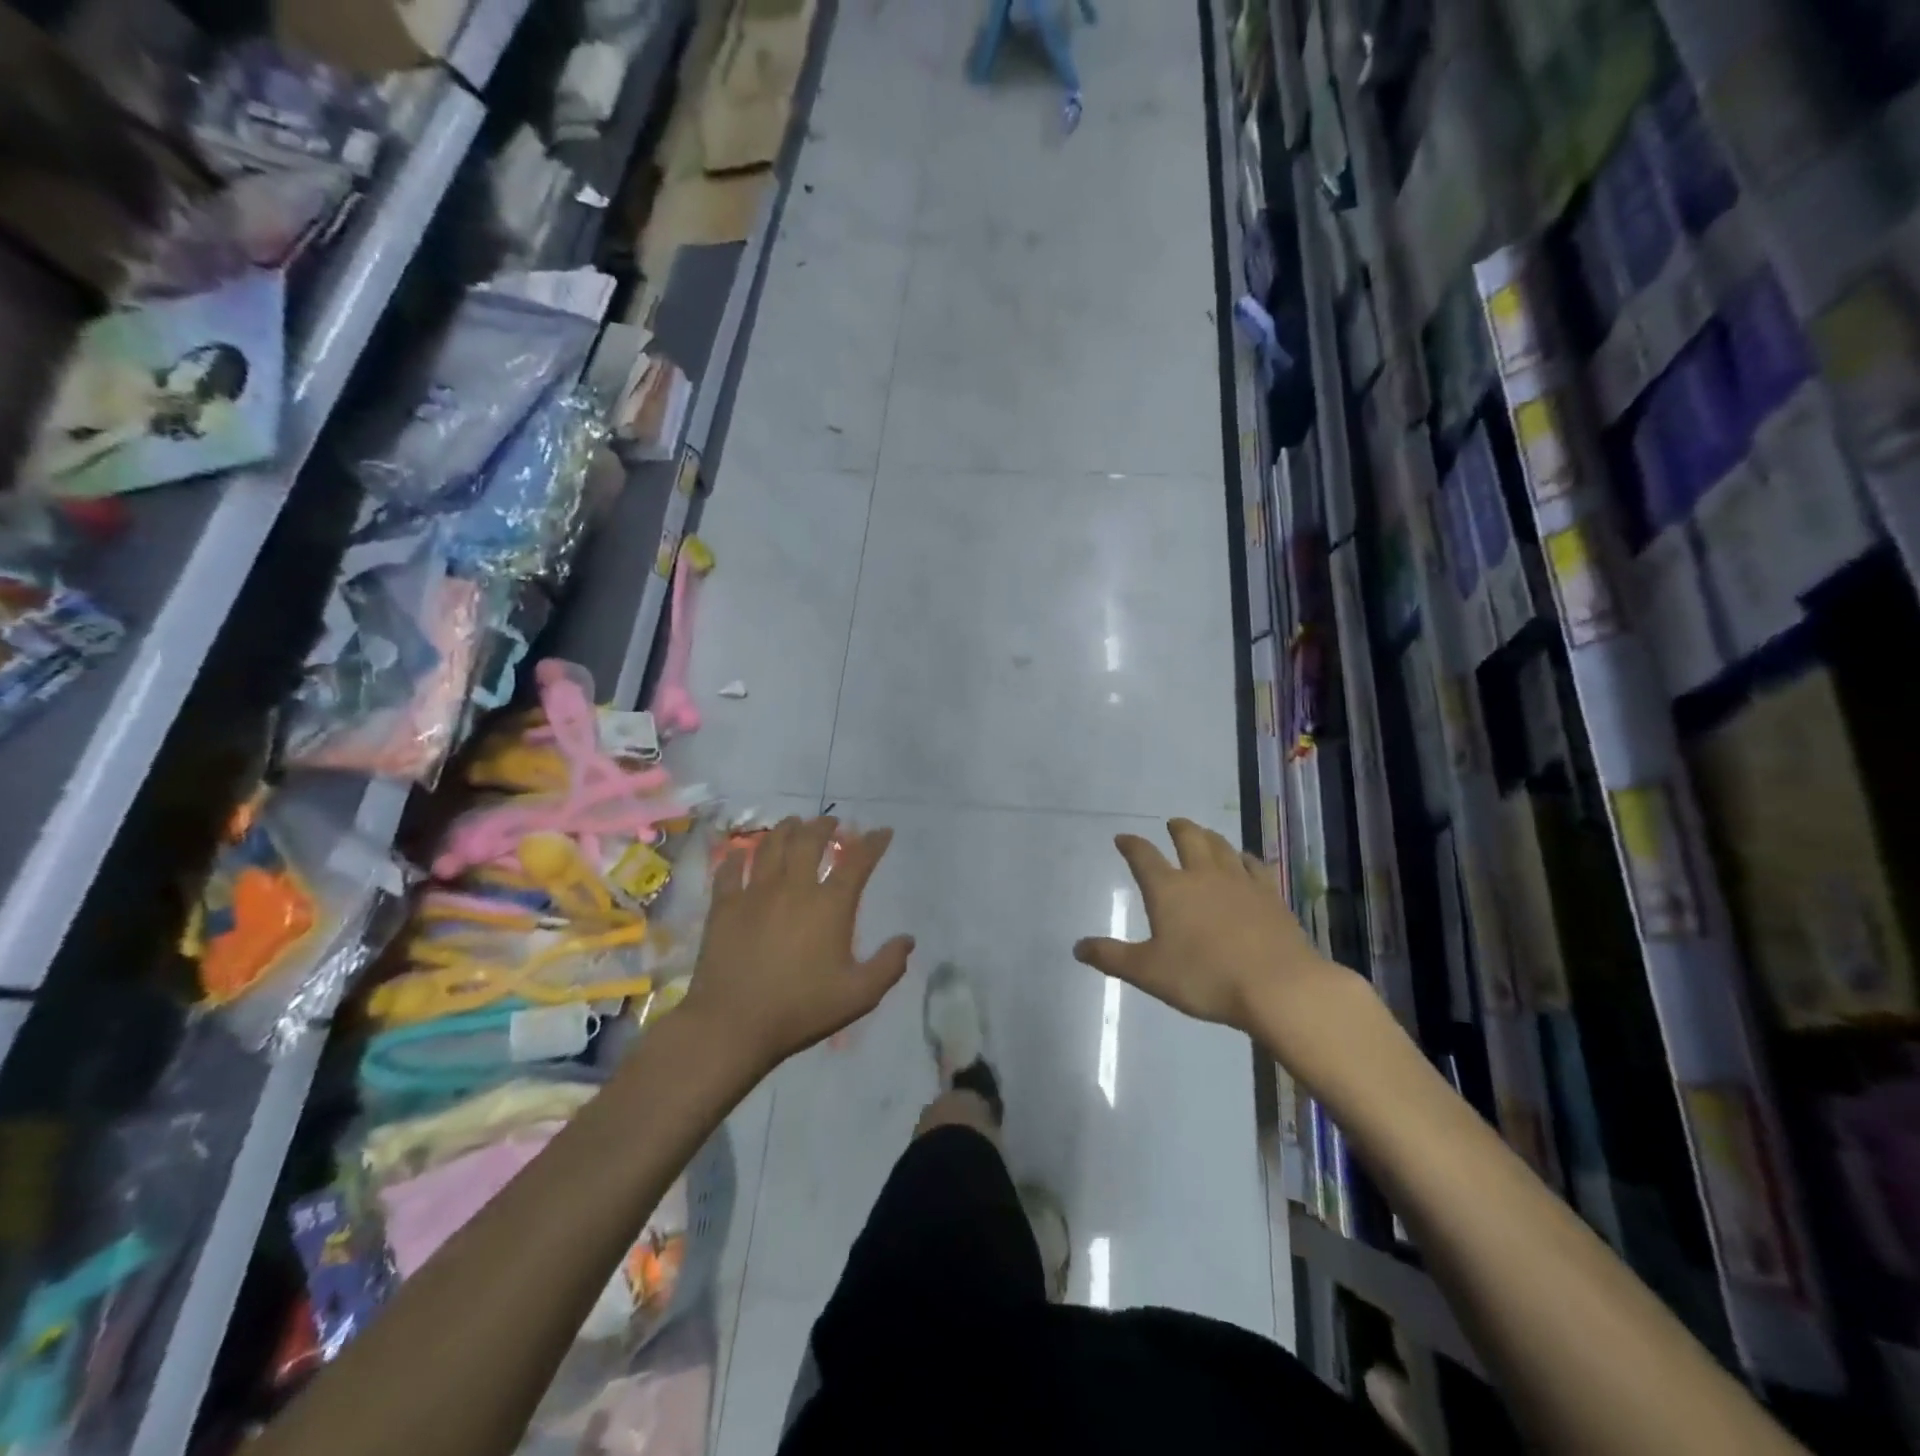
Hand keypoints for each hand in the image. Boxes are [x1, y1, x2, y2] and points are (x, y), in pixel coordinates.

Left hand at [683, 816, 913, 1074]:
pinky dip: (737, 856)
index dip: (873, 842)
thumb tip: (908, 940)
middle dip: (824, 825)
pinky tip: (740, 852)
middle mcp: (794, 888)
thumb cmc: (801, 1009)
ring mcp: (755, 893)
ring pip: (771, 846)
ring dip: (785, 829)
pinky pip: (730, 870)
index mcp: (830, 905)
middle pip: (809, 841)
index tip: (882, 832)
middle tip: (831, 821)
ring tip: (793, 824)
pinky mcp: (724, 906)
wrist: (733, 1025)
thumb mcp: (859, 995)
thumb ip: (888, 965)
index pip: (857, 861)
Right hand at [1073, 819, 1355, 1044]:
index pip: (1143, 857)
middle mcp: (1202, 875)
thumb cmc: (1205, 978)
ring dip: (1209, 836)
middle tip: (1172, 824)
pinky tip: (1245, 860)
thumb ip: (1112, 958)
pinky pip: (1255, 865)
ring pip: (1222, 846)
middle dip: (1178, 829)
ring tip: (1204, 834)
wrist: (1277, 986)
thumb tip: (1078, 947)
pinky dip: (1245, 858)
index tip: (1123, 838)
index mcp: (1168, 889)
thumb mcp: (1148, 972)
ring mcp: (1240, 881)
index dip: (1131, 845)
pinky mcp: (1270, 894)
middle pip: (1188, 839)